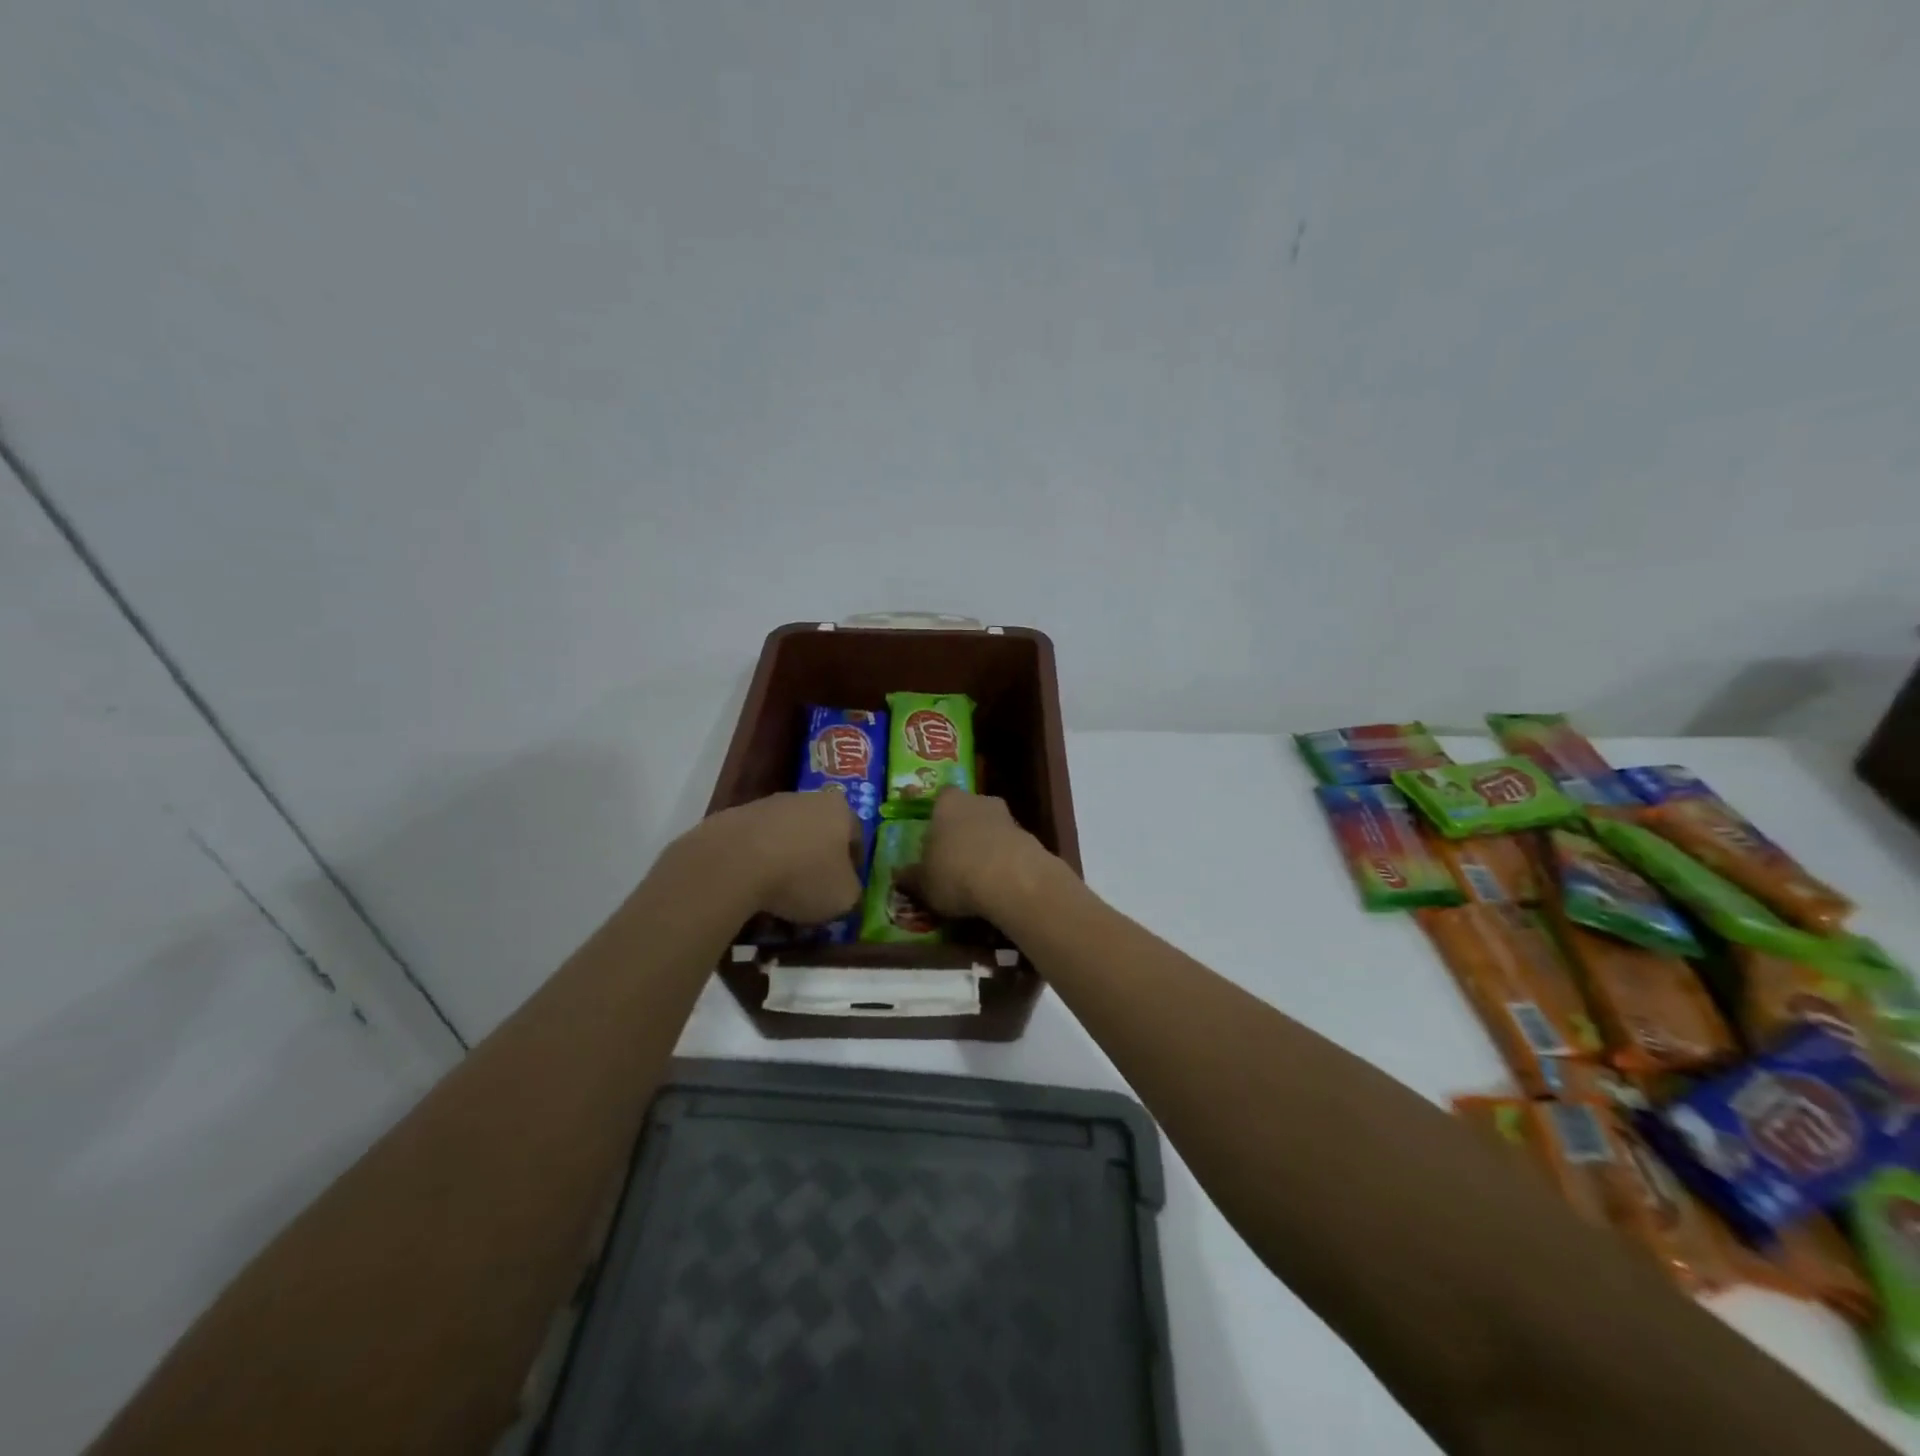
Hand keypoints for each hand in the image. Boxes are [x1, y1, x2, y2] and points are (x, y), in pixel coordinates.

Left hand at [690, 792, 864, 923]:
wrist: (734, 862)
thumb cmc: (802, 876)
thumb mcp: (844, 897)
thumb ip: (852, 891)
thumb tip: (845, 889)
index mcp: (840, 810)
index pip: (856, 839)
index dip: (853, 868)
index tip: (843, 891)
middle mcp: (807, 798)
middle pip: (819, 834)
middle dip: (816, 861)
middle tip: (811, 893)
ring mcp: (768, 804)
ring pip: (785, 837)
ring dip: (785, 861)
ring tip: (777, 895)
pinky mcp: (734, 816)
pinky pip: (755, 845)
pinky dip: (757, 863)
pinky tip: (751, 887)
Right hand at [897, 789, 1060, 919]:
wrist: (1012, 880)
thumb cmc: (955, 873)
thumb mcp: (923, 883)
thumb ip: (911, 877)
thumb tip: (898, 875)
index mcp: (947, 802)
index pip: (939, 798)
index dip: (935, 816)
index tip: (931, 836)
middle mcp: (978, 801)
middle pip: (967, 811)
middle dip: (961, 830)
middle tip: (952, 856)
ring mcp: (1007, 817)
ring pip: (990, 828)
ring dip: (984, 845)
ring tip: (975, 875)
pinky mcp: (1029, 838)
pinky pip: (1009, 847)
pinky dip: (1003, 860)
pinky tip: (997, 883)